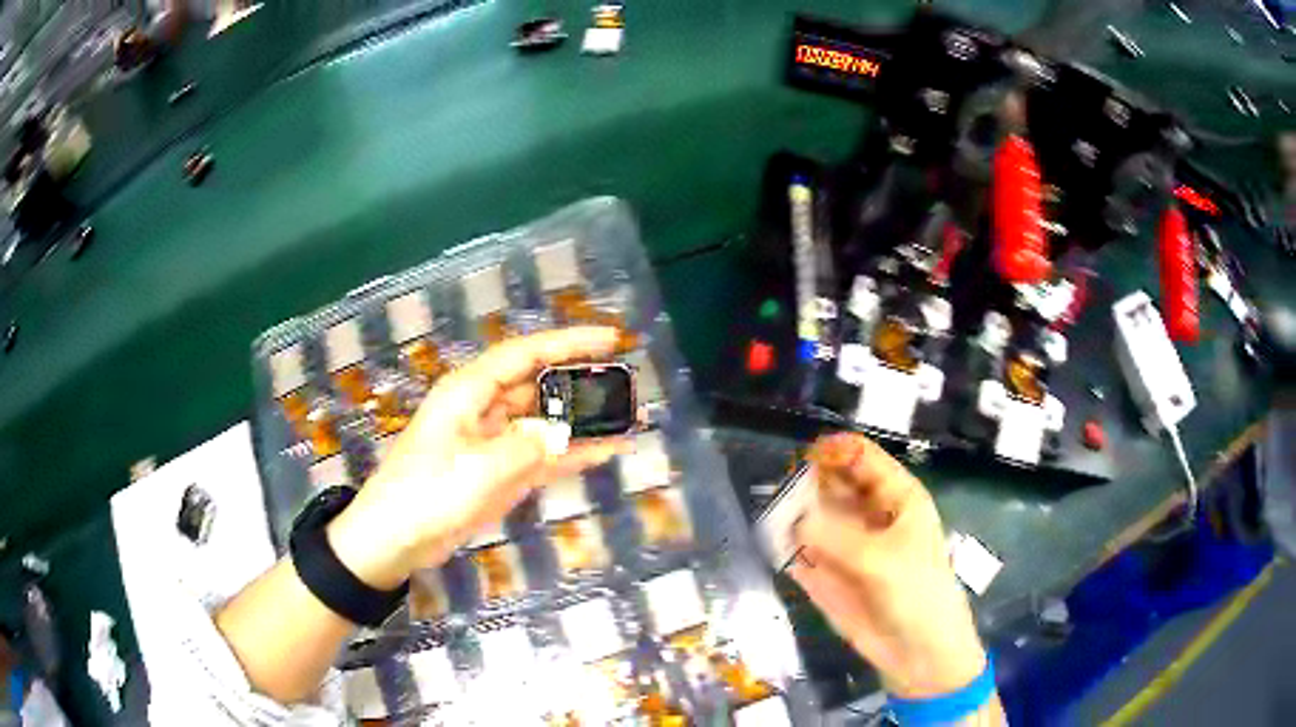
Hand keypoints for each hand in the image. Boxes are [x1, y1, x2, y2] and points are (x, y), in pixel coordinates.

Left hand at [326, 327, 627, 589]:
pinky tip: (605, 451)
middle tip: (627, 388)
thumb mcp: (478, 469)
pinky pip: (542, 456)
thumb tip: (566, 432)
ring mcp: (493, 442)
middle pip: (540, 386)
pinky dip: (571, 454)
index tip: (611, 339)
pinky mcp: (499, 472)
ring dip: (581, 423)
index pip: (526, 354)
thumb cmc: (426, 494)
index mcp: (469, 392)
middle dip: (582, 384)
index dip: (569, 343)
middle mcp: (484, 409)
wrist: (394, 540)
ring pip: (545, 422)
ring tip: (626, 420)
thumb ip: (529, 447)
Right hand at [788, 433, 986, 697]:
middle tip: (780, 491)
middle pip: (833, 483)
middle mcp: (870, 514)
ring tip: (772, 519)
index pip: (862, 457)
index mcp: (896, 497)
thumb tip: (793, 518)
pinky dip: (789, 549)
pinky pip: (803, 553)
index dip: (834, 451)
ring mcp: (848, 545)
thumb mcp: (880, 560)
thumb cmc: (915, 593)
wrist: (918, 650)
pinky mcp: (829, 574)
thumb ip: (835, 537)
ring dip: (793, 515)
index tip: (803, 457)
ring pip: (814, 517)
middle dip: (807, 483)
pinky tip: (777, 549)